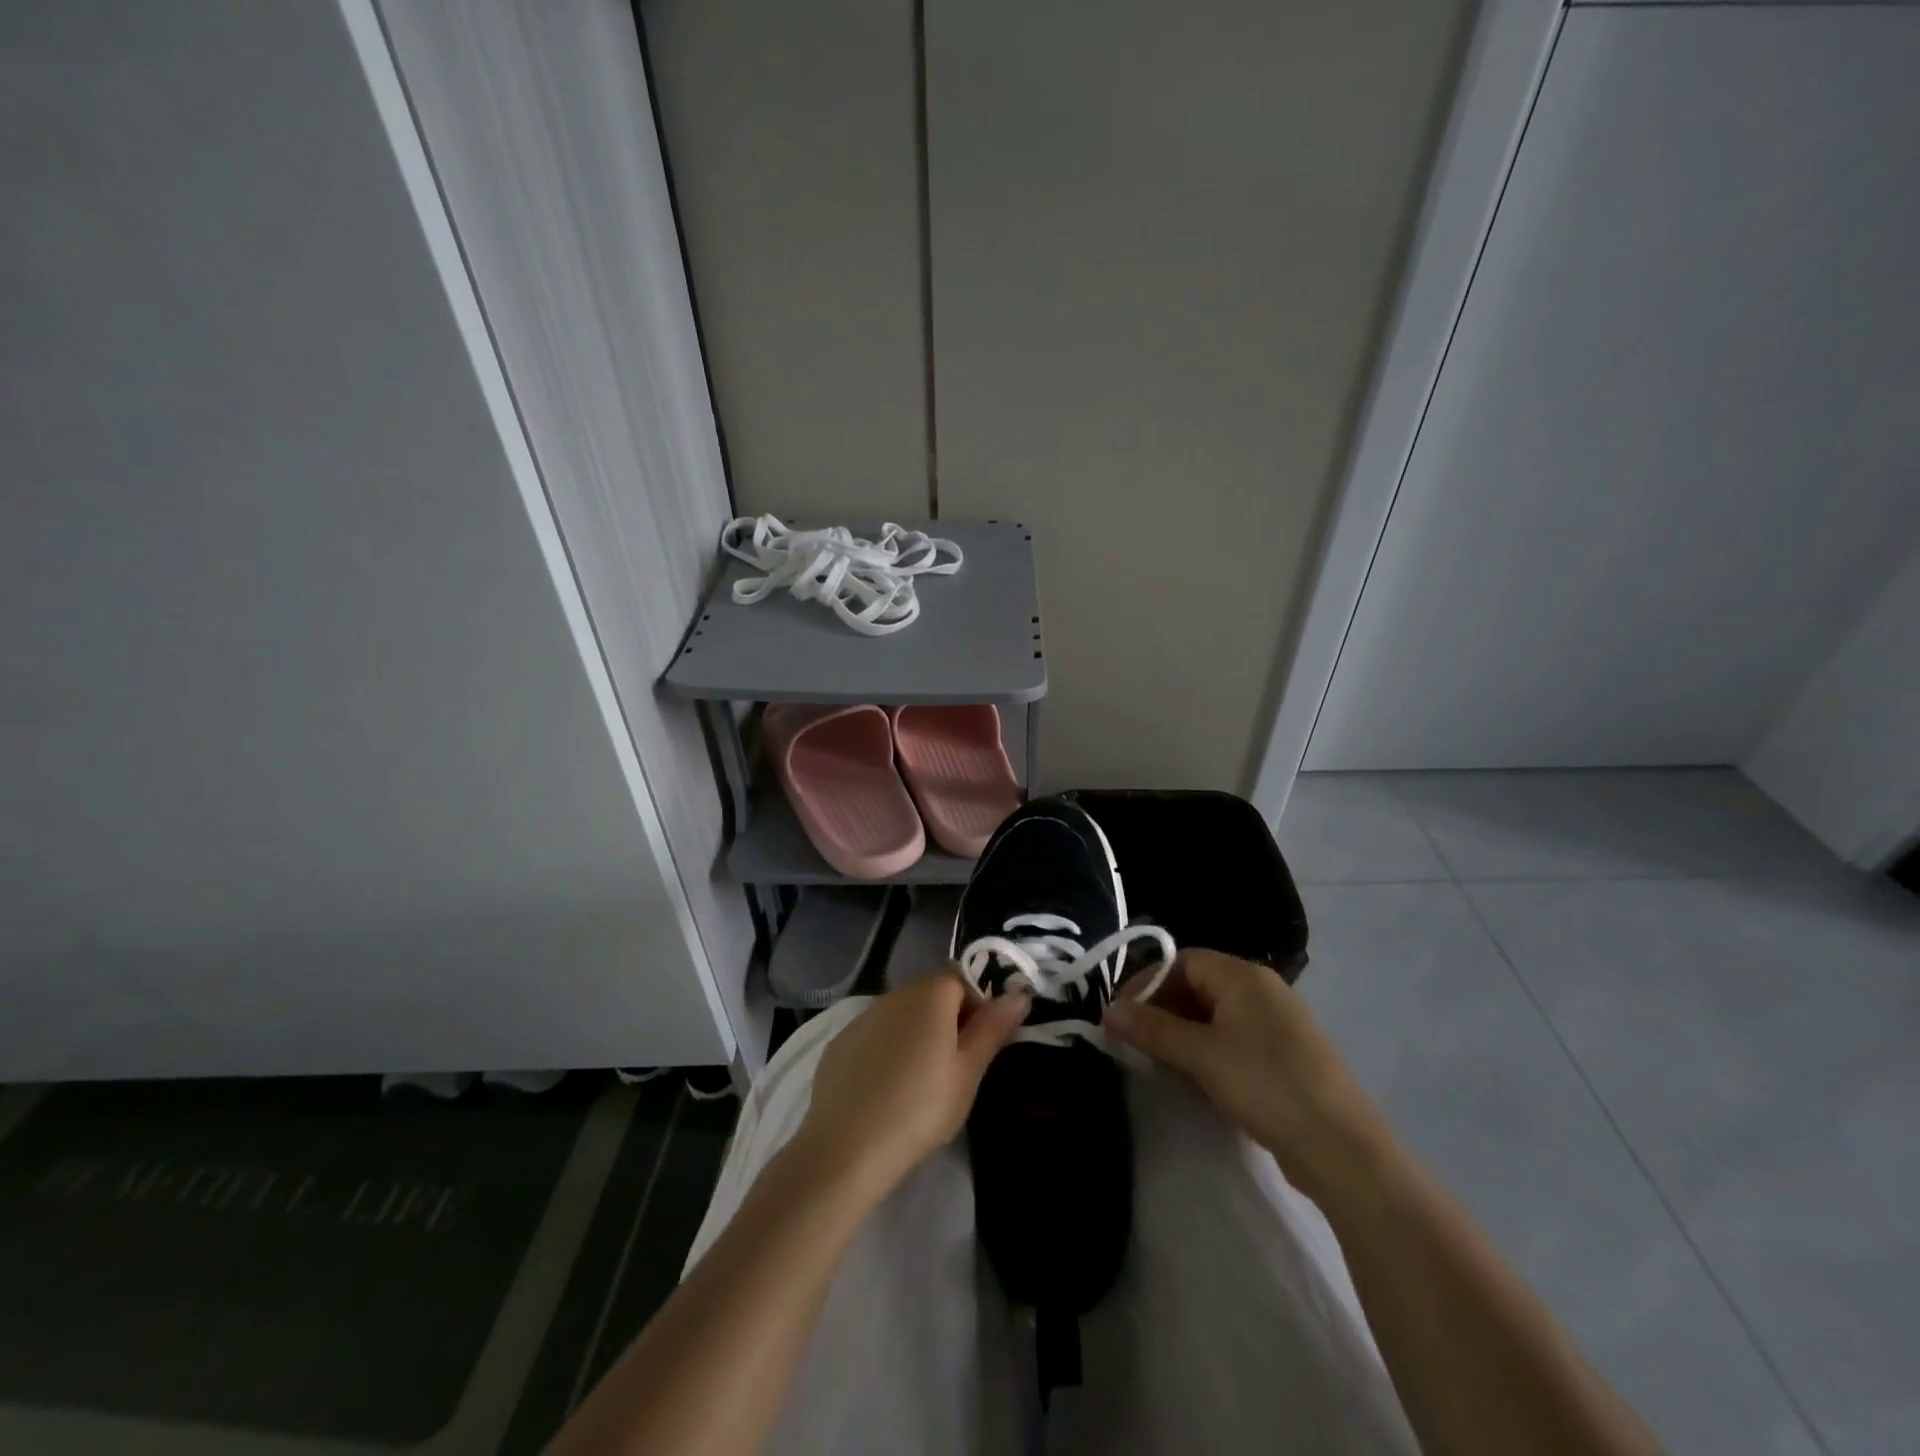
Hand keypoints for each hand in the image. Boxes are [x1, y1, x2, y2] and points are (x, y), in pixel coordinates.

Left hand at [793, 973, 1030, 1201]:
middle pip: (932, 993)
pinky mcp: (840, 1043)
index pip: (963, 977)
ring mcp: (863, 1017)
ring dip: (918, 1033)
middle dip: (950, 1019)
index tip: (982, 1044)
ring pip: (903, 1014)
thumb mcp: (968, 1072)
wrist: (845, 1148)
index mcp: (930, 993)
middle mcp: (895, 993)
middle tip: (957, 1067)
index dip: (979, 1005)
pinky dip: (888, 1050)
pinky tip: (887, 1089)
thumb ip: (993, 1028)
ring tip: (922, 1082)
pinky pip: (876, 1035)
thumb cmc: (920, 1108)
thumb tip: (1019, 994)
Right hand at [1105, 949, 1386, 1201]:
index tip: (1120, 1016)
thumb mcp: (1201, 1055)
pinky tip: (1194, 1078)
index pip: (1181, 960)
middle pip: (1196, 984)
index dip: (1146, 983)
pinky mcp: (1284, 1055)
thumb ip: (1152, 1028)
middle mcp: (1261, 989)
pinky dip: (1206, 1050)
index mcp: (1243, 975)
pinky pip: (1233, 1038)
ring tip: (1158, 1063)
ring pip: (1213, 1015)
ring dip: (1181, 1033)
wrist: (1343, 1150)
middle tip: (1134, 1042)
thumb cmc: (1265, 1085)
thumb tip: (1108, 1010)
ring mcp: (1276, 1023)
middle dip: (1161, 1010)